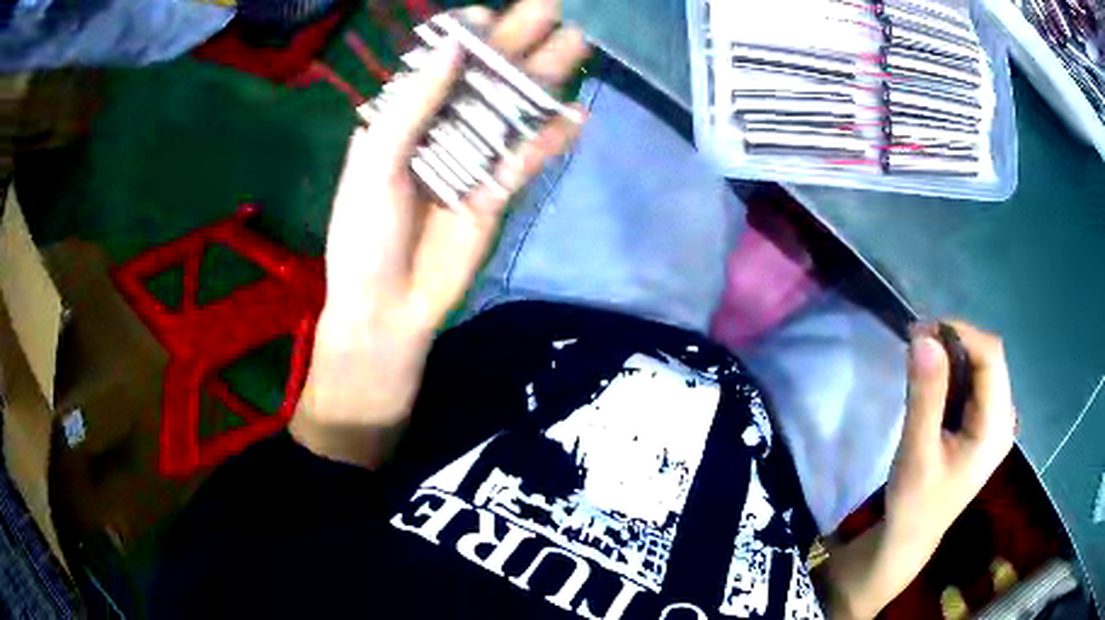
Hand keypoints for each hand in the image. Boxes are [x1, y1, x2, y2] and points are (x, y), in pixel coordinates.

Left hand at [291, 0, 589, 467]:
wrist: (387, 306)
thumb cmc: (365, 234)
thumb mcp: (377, 162)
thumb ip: (415, 102)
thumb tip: (458, 43)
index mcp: (403, 118)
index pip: (442, 64)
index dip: (468, 36)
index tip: (490, 14)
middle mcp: (440, 129)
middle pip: (485, 79)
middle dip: (519, 43)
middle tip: (554, 10)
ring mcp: (471, 159)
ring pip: (512, 110)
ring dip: (544, 79)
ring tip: (577, 44)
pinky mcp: (496, 191)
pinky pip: (526, 157)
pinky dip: (549, 138)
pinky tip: (577, 115)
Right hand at [885, 321, 1015, 551]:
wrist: (911, 537)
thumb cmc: (914, 502)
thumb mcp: (917, 451)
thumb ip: (925, 396)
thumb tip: (924, 337)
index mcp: (996, 426)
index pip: (990, 357)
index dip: (960, 333)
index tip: (919, 332)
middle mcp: (1003, 417)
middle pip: (987, 358)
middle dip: (953, 343)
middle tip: (913, 345)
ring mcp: (995, 421)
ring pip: (980, 367)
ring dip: (950, 357)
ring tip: (917, 362)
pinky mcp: (983, 424)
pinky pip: (973, 383)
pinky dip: (951, 373)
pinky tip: (930, 384)